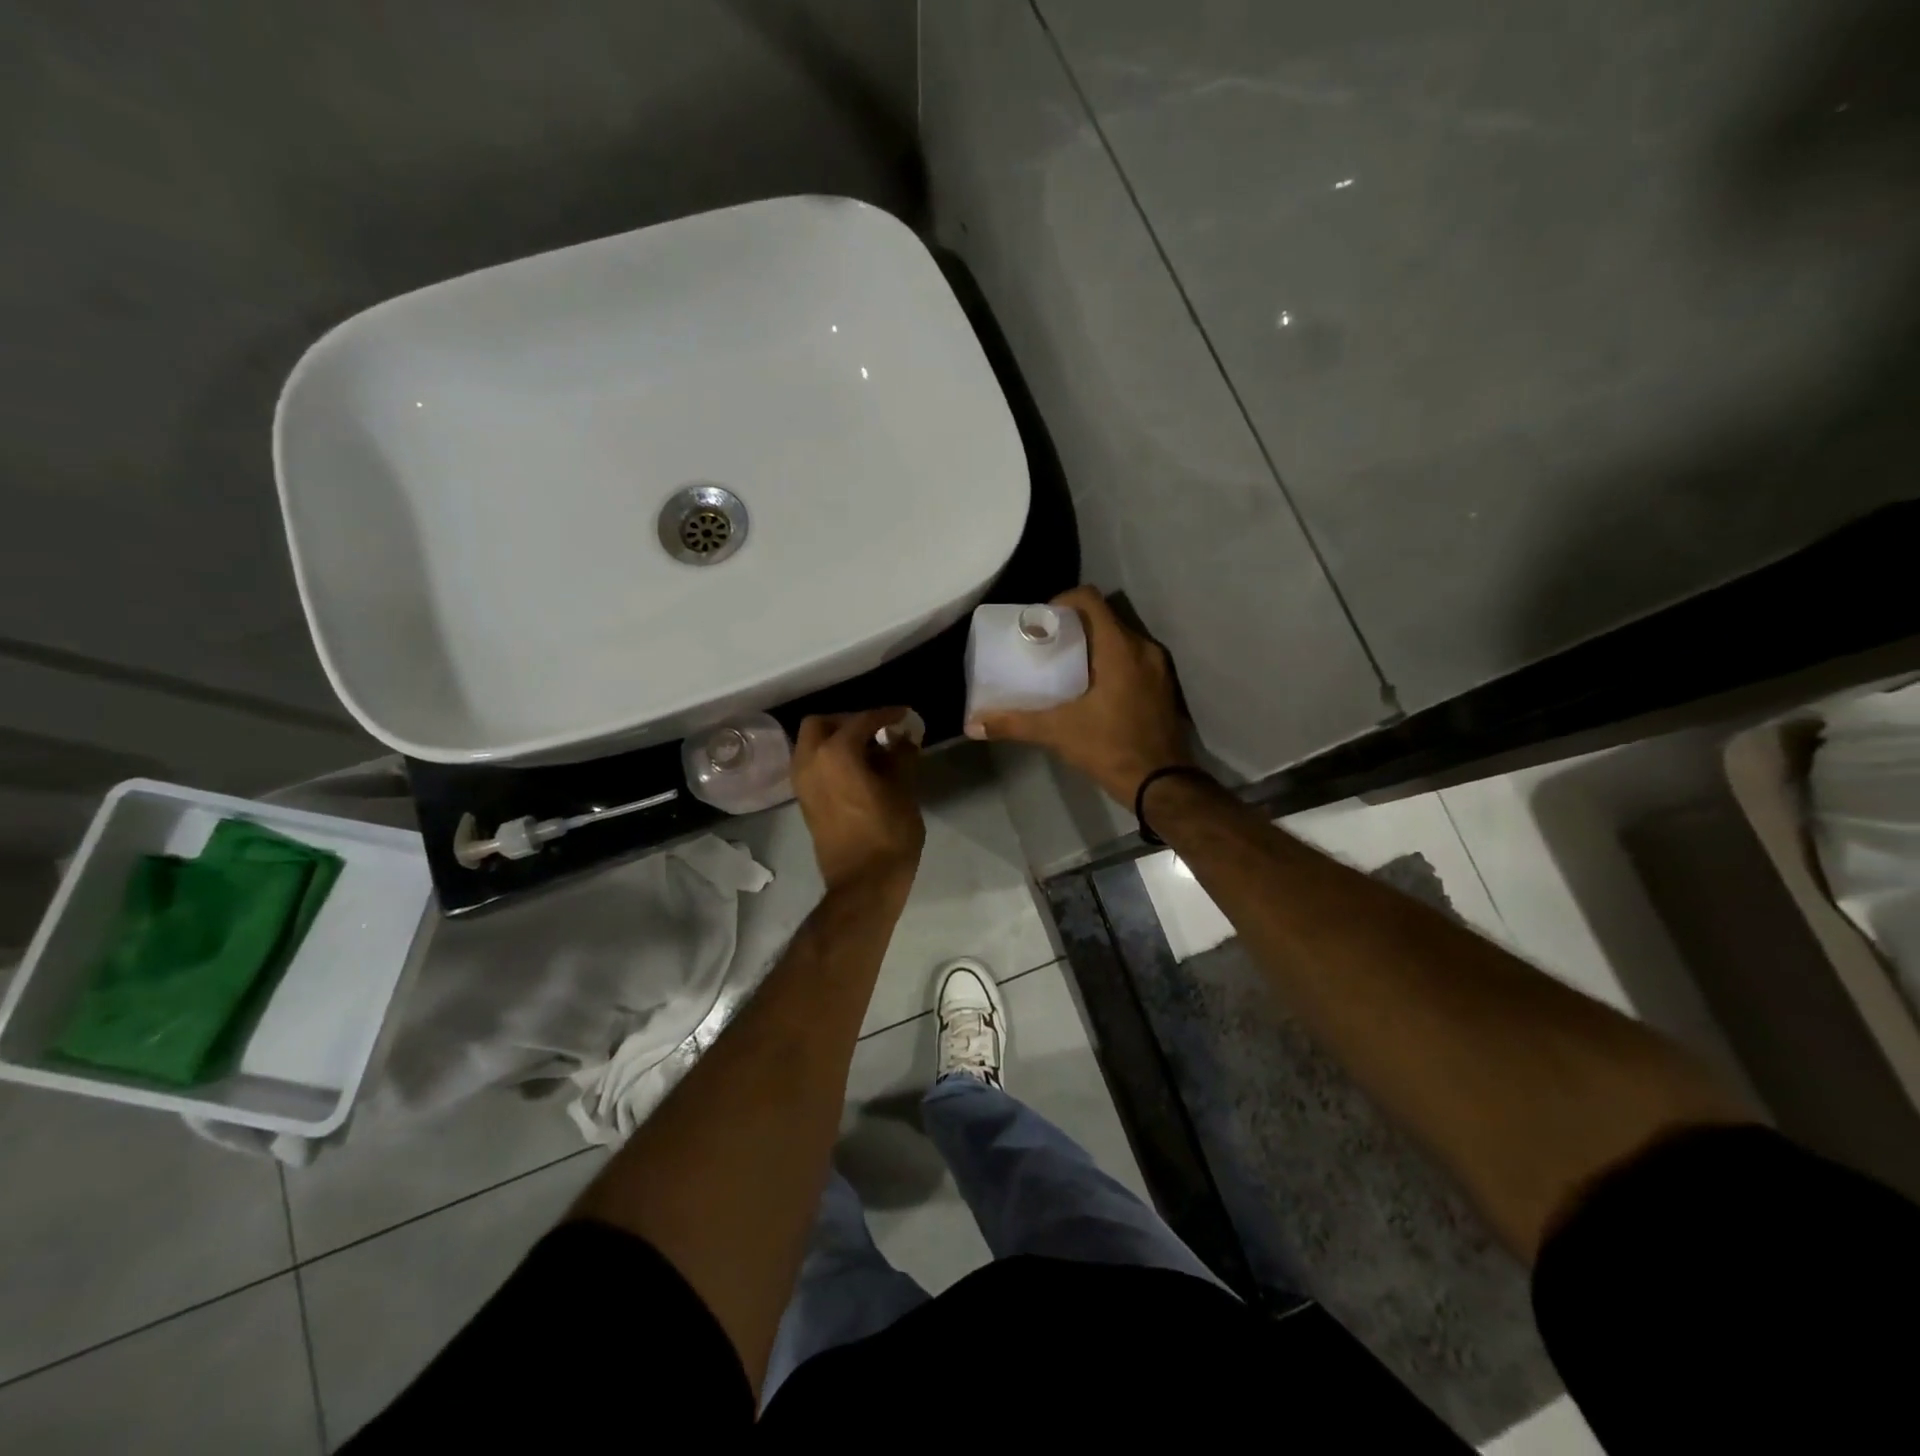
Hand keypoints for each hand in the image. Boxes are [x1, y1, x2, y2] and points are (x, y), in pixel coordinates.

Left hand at [792, 708, 926, 891]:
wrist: (864, 883)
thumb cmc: (888, 834)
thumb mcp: (904, 790)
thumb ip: (901, 756)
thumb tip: (903, 738)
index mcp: (836, 753)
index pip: (861, 720)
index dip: (885, 715)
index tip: (903, 715)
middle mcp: (810, 761)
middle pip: (822, 724)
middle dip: (848, 721)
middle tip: (876, 730)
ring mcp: (802, 783)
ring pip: (811, 744)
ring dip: (836, 739)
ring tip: (869, 751)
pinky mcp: (804, 801)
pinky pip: (812, 765)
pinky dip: (830, 758)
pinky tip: (858, 770)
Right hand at [964, 585, 1192, 805]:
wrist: (1161, 784)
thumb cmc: (1110, 748)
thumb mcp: (1057, 733)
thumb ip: (1014, 723)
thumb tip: (973, 724)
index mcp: (1118, 648)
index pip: (1090, 599)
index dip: (1062, 601)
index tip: (1041, 622)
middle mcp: (1142, 648)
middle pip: (1104, 617)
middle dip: (1074, 625)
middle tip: (1047, 645)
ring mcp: (1158, 667)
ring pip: (1120, 638)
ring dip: (1094, 644)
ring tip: (1066, 666)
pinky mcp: (1163, 685)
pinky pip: (1134, 658)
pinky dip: (1112, 662)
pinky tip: (1093, 687)